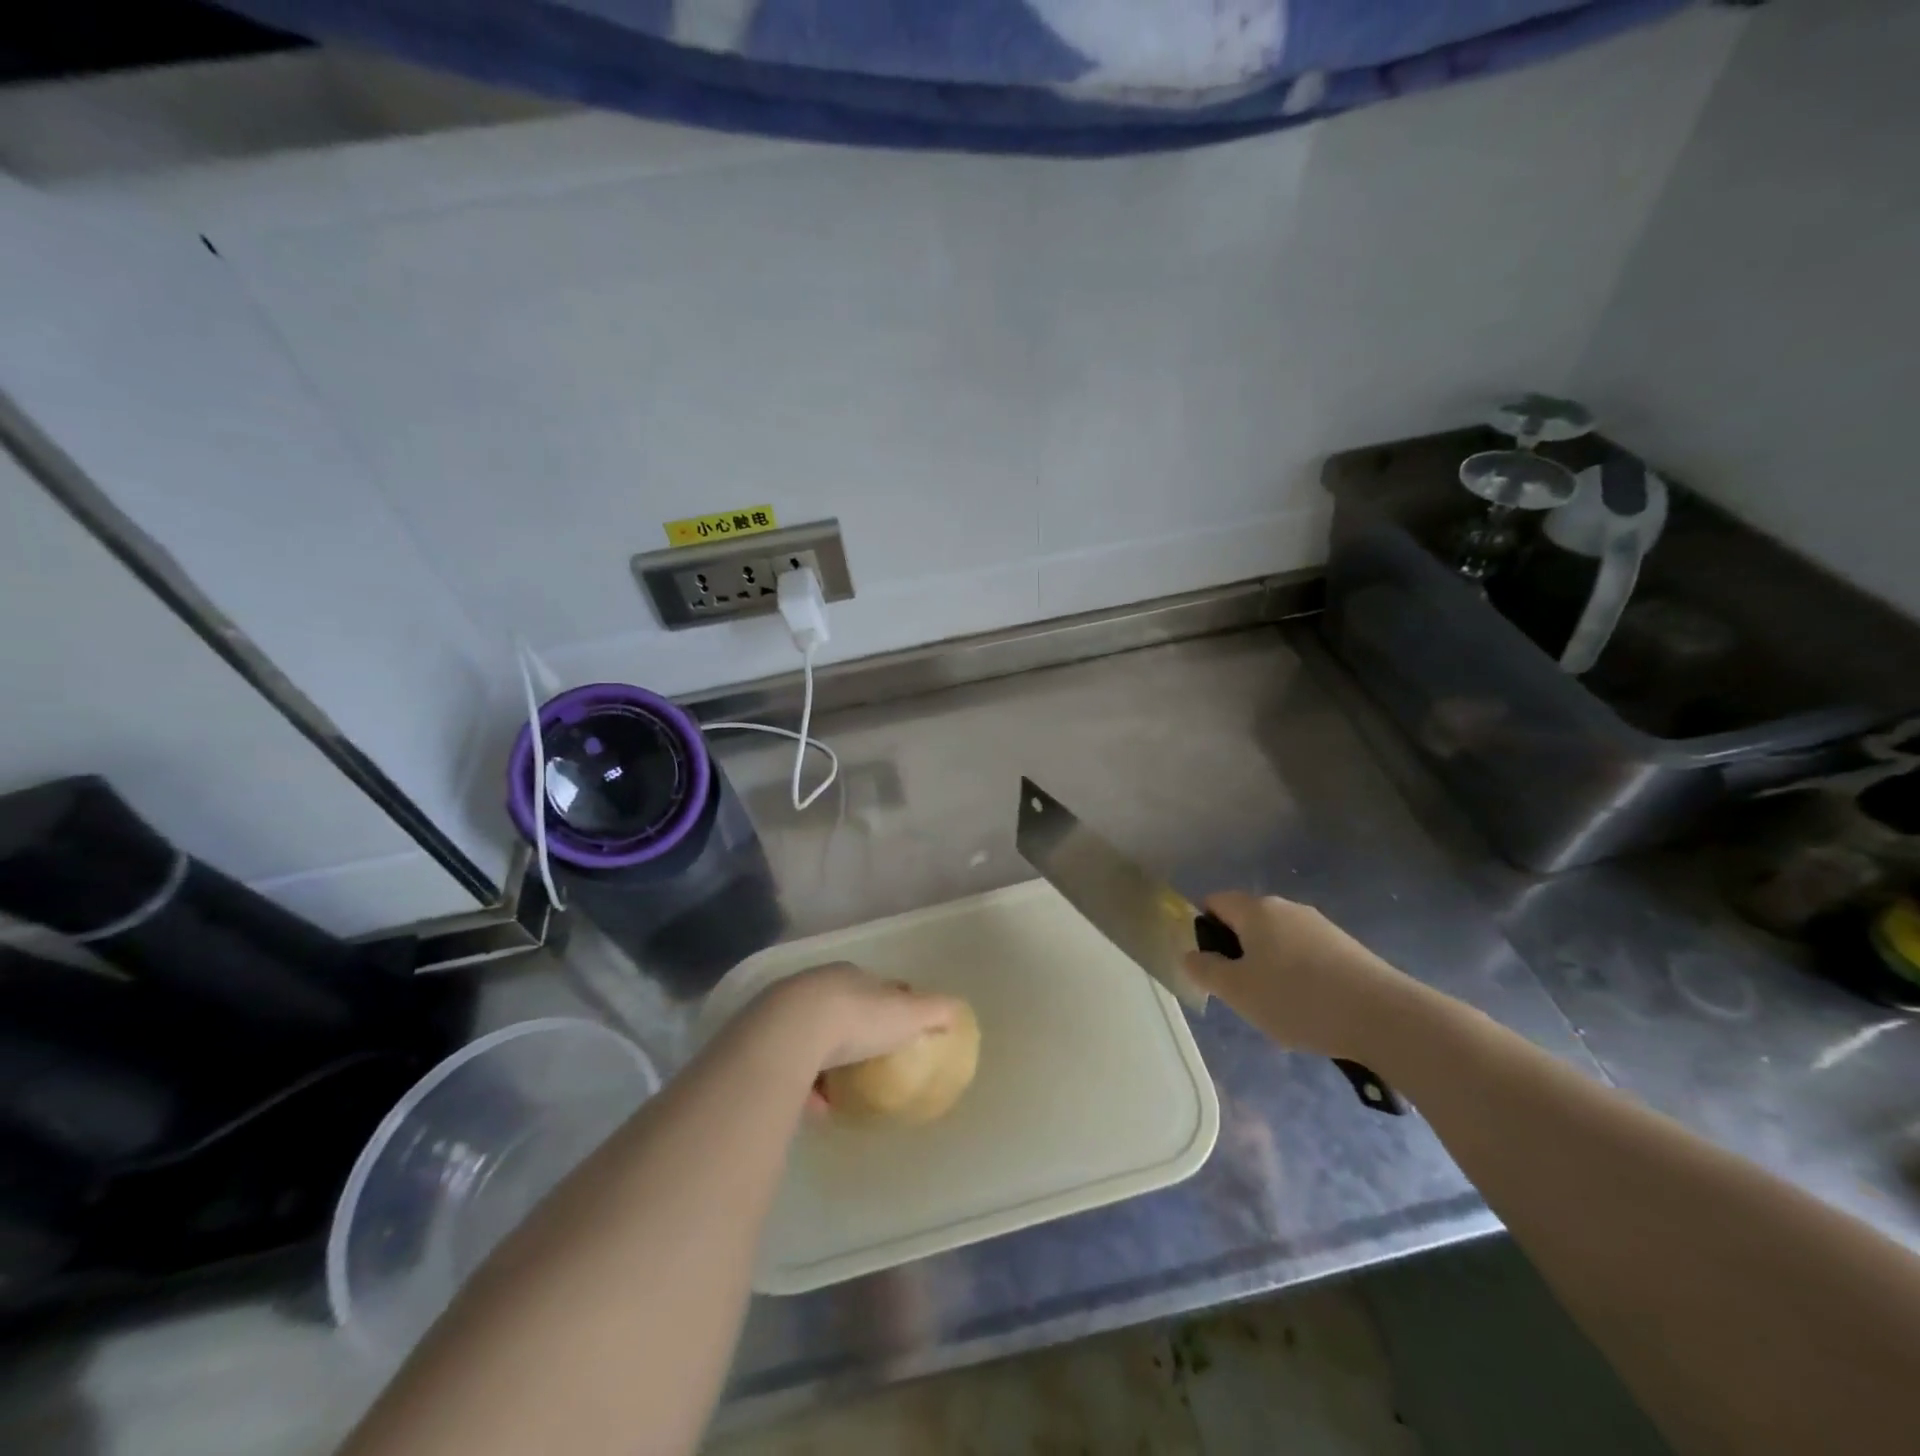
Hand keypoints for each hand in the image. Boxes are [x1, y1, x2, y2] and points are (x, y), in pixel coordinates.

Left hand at [753, 961, 963, 1074]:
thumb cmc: (856, 1018)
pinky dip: (803, 1084)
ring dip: (826, 1060)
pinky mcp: (760, 1041)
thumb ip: (935, 1011)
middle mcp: (815, 986)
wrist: (789, 1034)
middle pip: (840, 1008)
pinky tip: (815, 1107)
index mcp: (849, 975)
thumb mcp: (906, 1014)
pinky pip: (788, 1064)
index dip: (889, 1006)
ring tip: (841, 1090)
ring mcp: (782, 1012)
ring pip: (811, 1036)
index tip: (899, 1030)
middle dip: (854, 1032)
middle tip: (870, 1061)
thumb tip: (959, 1010)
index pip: (874, 987)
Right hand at [1183, 891, 1417, 1061]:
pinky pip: (1307, 956)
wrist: (1384, 1017)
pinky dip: (1299, 978)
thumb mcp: (1237, 991)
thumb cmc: (1297, 999)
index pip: (1214, 902)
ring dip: (1269, 968)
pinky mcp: (1347, 948)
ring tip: (1278, 1008)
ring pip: (1278, 941)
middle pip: (1248, 922)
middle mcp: (1287, 908)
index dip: (1202, 929)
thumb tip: (1190, 955)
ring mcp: (1321, 926)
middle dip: (1238, 954)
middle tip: (1241, 993)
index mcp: (1256, 909)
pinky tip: (1310, 1010)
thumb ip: (1206, 970)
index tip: (1209, 966)